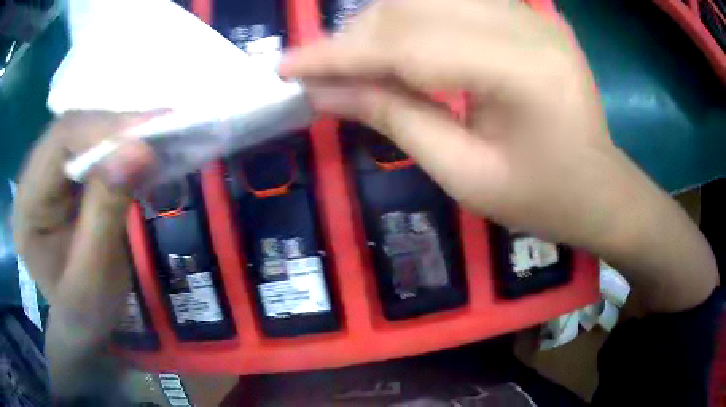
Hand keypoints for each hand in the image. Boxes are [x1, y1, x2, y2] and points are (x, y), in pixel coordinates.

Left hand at [12, 111, 153, 395]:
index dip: (102, 130)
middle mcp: (31, 179)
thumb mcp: (96, 276)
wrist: (81, 323)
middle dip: (115, 127)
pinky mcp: (62, 177)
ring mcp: (45, 175)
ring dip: (119, 133)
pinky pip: (90, 146)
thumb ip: (107, 212)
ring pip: (83, 131)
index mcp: (26, 207)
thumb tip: (138, 151)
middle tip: (160, 130)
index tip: (149, 135)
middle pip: (70, 129)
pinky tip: (139, 152)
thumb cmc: (85, 313)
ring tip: (156, 138)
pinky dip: (118, 146)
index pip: (58, 143)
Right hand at [282, 0, 716, 311]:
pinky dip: (409, 17)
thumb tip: (325, 93)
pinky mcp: (526, 16)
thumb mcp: (465, 176)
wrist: (600, 188)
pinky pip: (451, 1)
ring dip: (376, 24)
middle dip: (352, 37)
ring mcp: (528, 14)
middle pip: (411, 8)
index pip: (405, 44)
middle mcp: (524, 24)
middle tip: (317, 70)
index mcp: (519, 70)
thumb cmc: (543, 199)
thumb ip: (394, 120)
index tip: (287, 67)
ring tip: (351, 61)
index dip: (337, 53)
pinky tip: (395, 45)